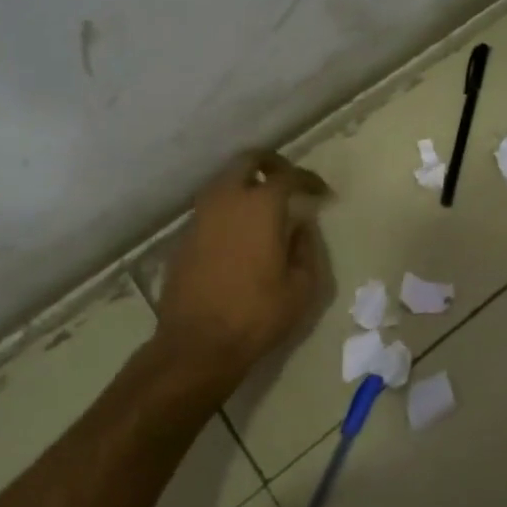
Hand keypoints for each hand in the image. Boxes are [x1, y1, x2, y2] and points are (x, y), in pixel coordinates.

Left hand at [157, 149, 329, 384]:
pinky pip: (211, 208)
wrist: (197, 344)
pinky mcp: (184, 237)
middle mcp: (226, 200)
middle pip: (247, 161)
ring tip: (266, 206)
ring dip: (246, 184)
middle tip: (288, 180)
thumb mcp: (301, 287)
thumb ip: (306, 247)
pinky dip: (229, 209)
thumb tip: (301, 225)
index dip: (308, 180)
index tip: (322, 193)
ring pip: (224, 181)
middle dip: (271, 164)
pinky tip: (241, 233)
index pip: (288, 176)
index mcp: (260, 206)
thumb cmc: (257, 315)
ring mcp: (200, 217)